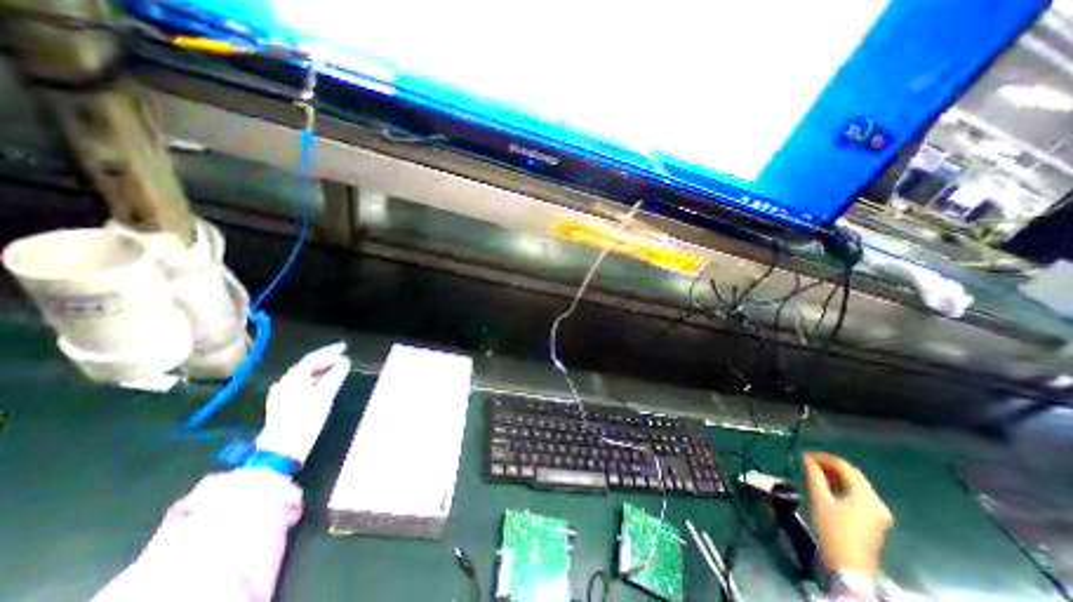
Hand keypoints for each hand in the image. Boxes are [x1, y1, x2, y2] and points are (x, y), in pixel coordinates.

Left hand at [254, 342, 349, 462]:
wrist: (282, 449)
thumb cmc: (305, 419)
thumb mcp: (325, 396)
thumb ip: (335, 376)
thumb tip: (344, 361)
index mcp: (294, 378)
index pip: (313, 358)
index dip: (329, 351)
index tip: (344, 347)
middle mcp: (285, 383)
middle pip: (307, 366)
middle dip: (326, 361)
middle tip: (343, 359)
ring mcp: (281, 394)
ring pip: (304, 375)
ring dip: (321, 371)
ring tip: (337, 370)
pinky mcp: (282, 404)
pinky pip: (301, 384)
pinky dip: (314, 380)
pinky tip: (322, 384)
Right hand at [801, 452, 893, 579]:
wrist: (849, 565)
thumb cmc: (833, 529)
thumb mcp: (820, 499)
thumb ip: (814, 476)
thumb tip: (807, 458)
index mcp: (866, 496)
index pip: (845, 467)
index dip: (824, 458)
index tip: (805, 456)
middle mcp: (877, 502)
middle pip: (853, 475)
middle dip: (830, 466)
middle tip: (808, 463)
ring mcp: (878, 513)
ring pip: (855, 485)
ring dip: (835, 476)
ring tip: (814, 473)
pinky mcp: (873, 520)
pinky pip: (857, 495)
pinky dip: (842, 487)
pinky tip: (826, 487)